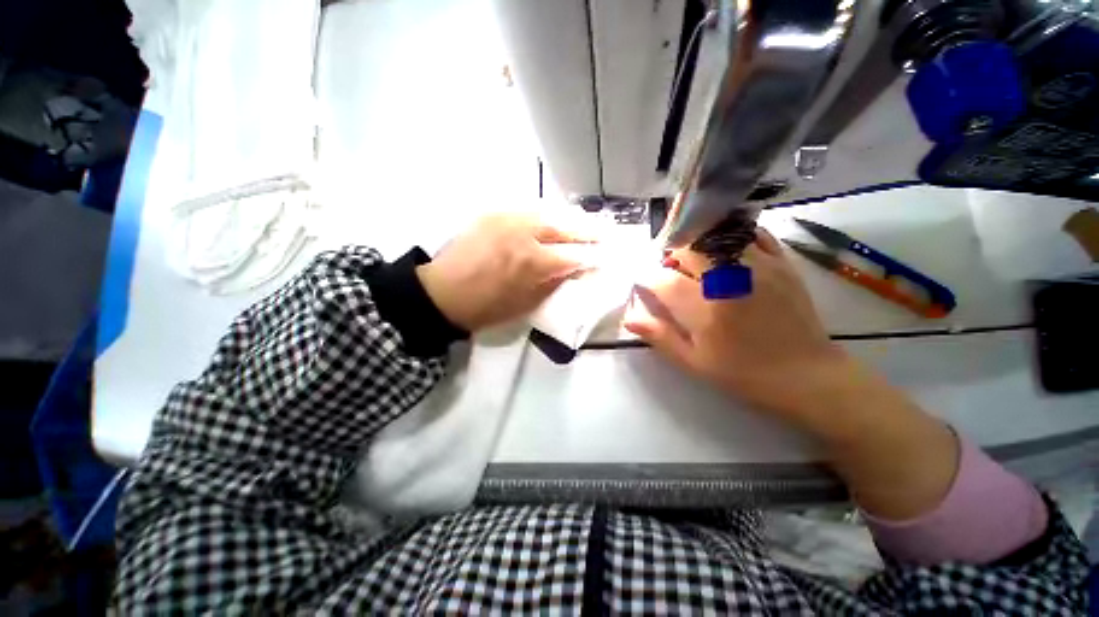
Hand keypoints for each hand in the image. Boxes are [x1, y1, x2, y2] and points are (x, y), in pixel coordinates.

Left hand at [417, 214, 589, 331]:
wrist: (443, 293)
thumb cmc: (486, 307)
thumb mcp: (526, 303)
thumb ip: (554, 282)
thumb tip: (575, 269)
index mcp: (532, 262)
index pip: (573, 255)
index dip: (593, 257)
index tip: (607, 257)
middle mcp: (523, 233)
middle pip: (565, 227)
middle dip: (589, 231)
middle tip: (606, 233)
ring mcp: (507, 219)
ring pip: (549, 212)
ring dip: (571, 218)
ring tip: (587, 222)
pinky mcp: (493, 213)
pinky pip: (528, 208)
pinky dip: (548, 213)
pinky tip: (557, 217)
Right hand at [624, 228, 849, 420]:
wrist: (808, 376)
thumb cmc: (744, 373)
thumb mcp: (694, 362)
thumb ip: (659, 336)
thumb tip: (628, 317)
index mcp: (706, 310)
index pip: (662, 280)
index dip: (648, 279)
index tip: (646, 284)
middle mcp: (730, 281)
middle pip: (688, 248)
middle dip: (671, 256)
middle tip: (671, 271)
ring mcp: (759, 267)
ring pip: (717, 236)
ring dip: (698, 244)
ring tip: (696, 261)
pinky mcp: (782, 263)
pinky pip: (752, 234)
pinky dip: (732, 237)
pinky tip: (725, 251)